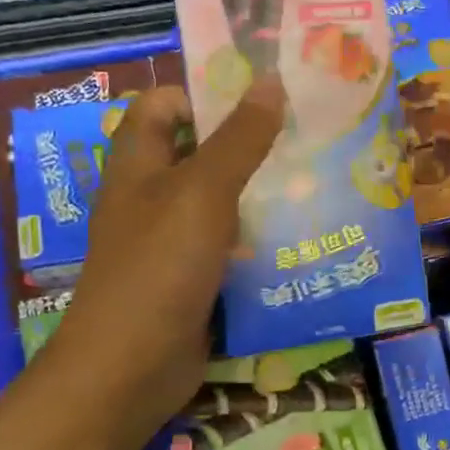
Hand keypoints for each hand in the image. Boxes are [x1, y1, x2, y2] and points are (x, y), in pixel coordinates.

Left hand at [37, 77, 284, 449]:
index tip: (263, 98)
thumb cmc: (160, 266)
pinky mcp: (194, 278)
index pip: (164, 105)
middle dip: (250, 145)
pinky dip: (260, 240)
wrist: (132, 366)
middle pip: (200, 153)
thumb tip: (270, 82)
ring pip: (222, 203)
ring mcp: (172, 241)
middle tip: (306, 139)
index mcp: (139, 162)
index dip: (206, 94)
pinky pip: (230, 246)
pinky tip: (302, 237)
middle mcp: (152, 196)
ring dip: (262, 194)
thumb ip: (239, 139)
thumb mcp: (203, 192)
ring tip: (317, 183)